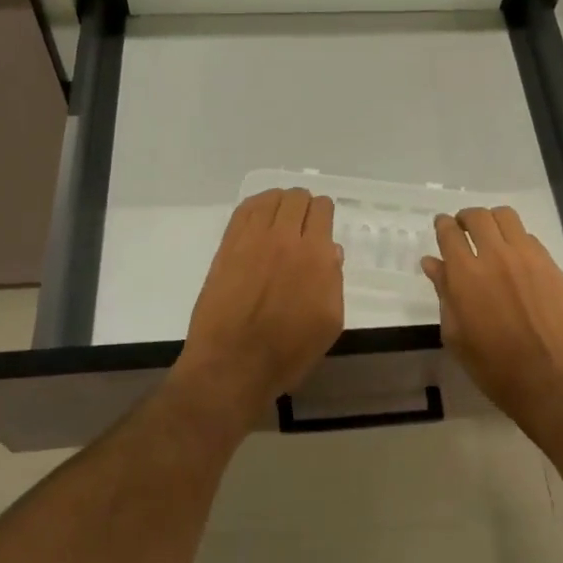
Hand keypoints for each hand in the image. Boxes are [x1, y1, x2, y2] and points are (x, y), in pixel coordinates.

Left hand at [173, 188, 344, 428]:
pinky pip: (244, 210)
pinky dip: (256, 206)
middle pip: (297, 198)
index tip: (322, 225)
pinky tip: (259, 216)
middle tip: (303, 222)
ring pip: (270, 198)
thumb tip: (331, 251)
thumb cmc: (288, 352)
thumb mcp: (329, 323)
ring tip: (281, 217)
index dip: (324, 213)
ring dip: (280, 202)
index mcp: (316, 256)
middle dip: (304, 205)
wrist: (232, 365)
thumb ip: (334, 281)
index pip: (322, 210)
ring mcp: (252, 239)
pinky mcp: (227, 246)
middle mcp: (285, 239)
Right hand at [421, 206, 562, 424]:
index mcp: (465, 274)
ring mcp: (526, 257)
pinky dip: (515, 239)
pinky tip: (514, 258)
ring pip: (505, 216)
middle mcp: (495, 256)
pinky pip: (528, 237)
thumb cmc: (493, 366)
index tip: (442, 226)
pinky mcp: (549, 264)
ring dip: (492, 221)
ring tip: (490, 237)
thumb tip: (432, 263)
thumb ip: (444, 292)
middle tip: (463, 230)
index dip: (442, 225)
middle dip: (465, 218)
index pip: (449, 232)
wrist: (550, 380)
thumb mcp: (456, 334)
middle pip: (477, 216)